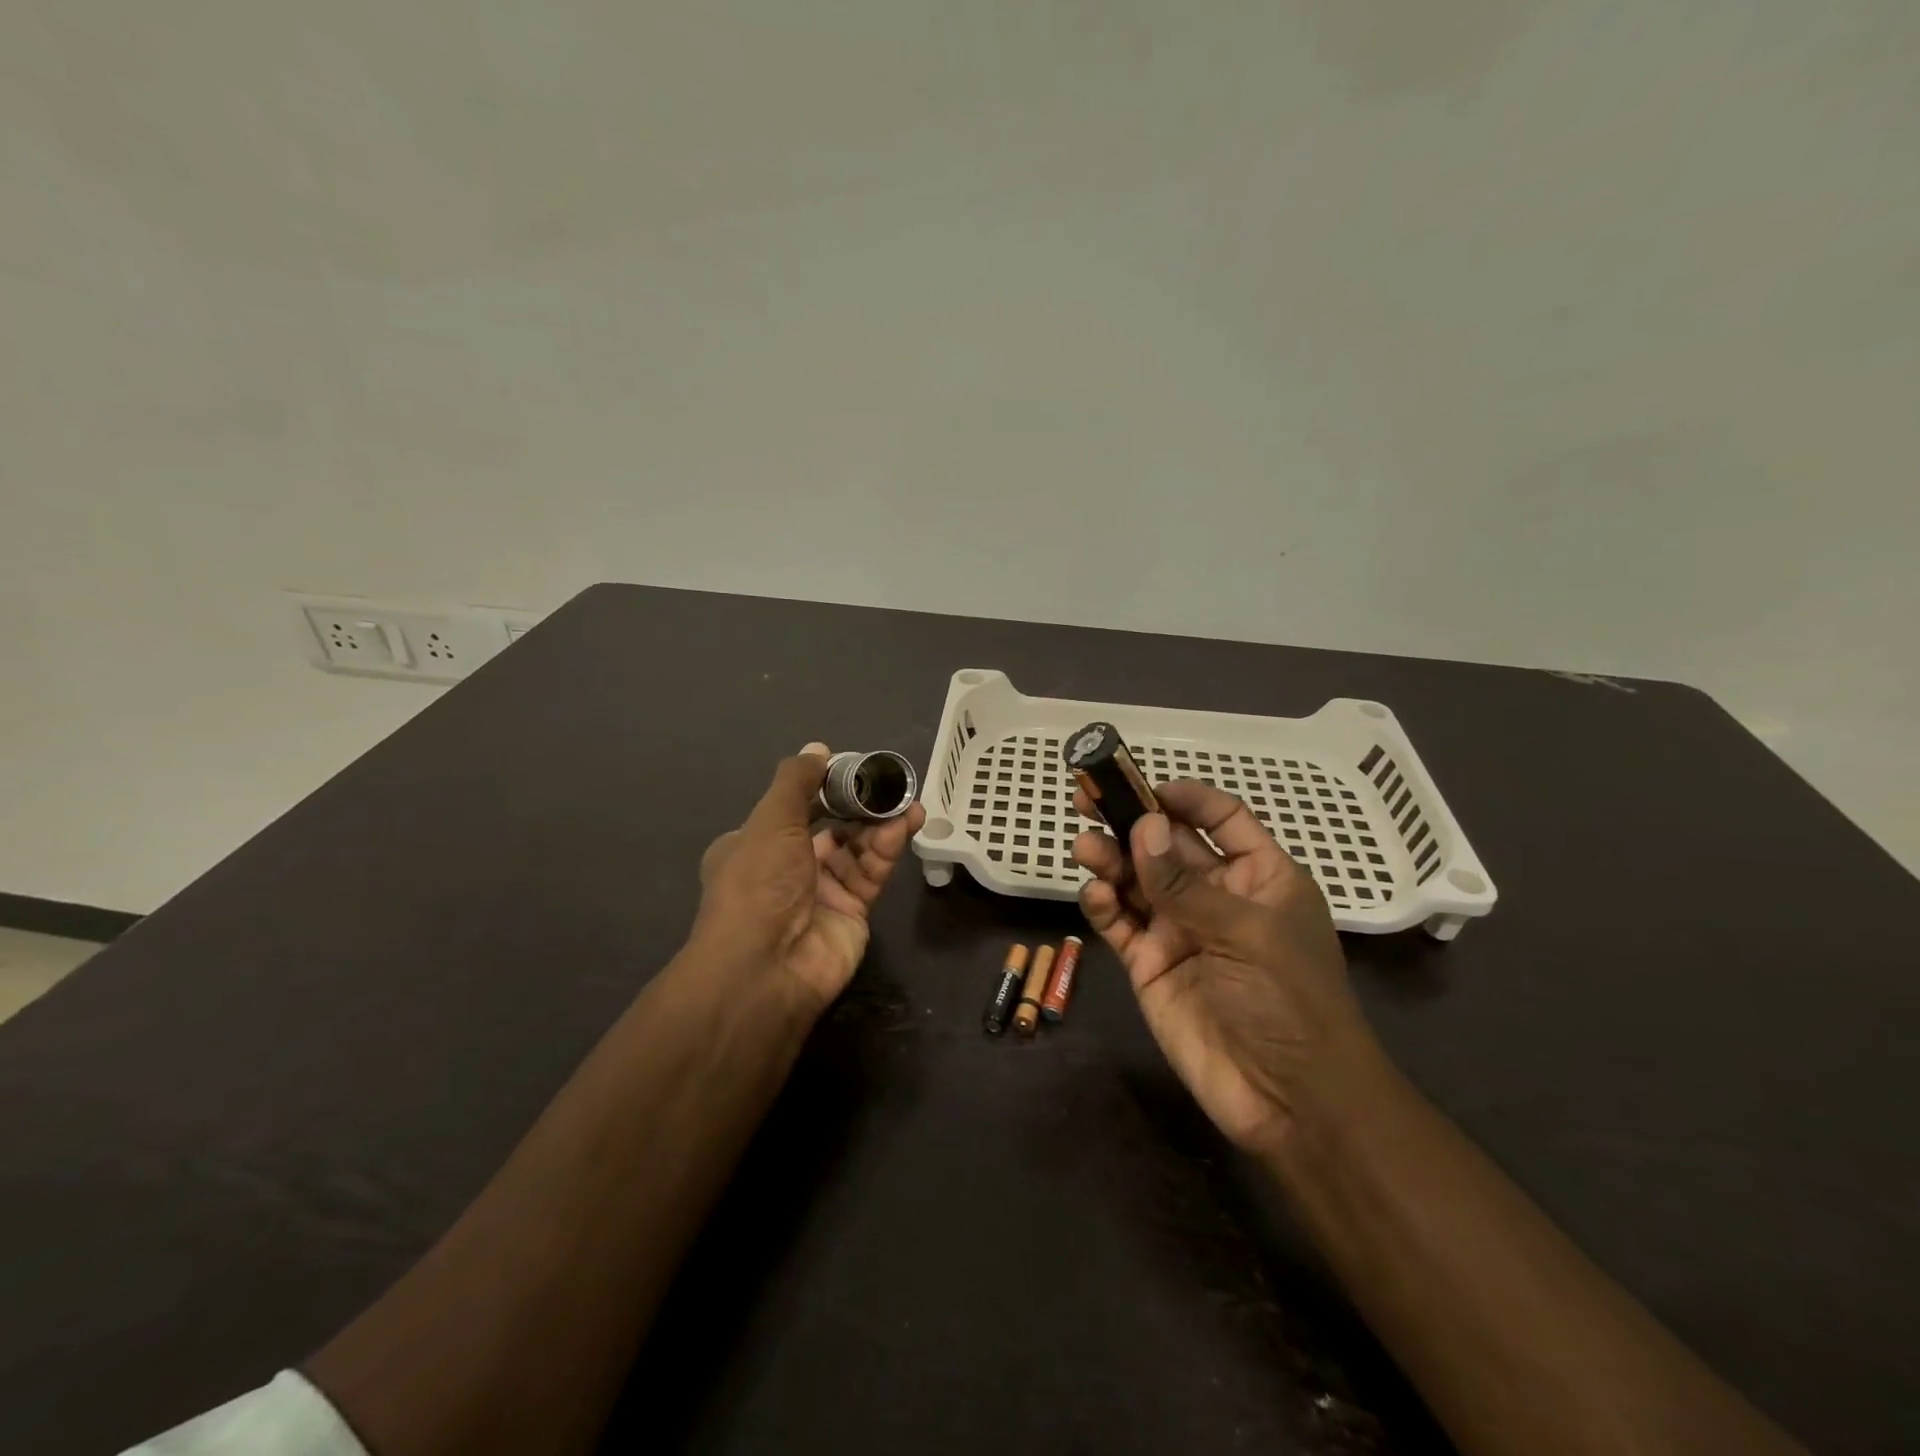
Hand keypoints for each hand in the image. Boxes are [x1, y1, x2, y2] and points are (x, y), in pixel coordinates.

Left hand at [694, 744, 925, 1011]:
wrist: (766, 970)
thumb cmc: (758, 884)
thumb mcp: (771, 821)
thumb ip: (797, 782)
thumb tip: (818, 749)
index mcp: (756, 845)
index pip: (794, 808)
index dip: (822, 787)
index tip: (852, 767)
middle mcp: (787, 868)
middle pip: (831, 826)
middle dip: (858, 804)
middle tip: (888, 782)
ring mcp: (821, 891)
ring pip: (856, 847)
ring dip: (880, 822)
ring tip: (907, 800)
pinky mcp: (853, 911)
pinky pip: (872, 871)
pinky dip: (888, 846)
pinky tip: (907, 824)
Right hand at [1073, 780, 1381, 1156]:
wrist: (1289, 1101)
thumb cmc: (1290, 1002)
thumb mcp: (1246, 933)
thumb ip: (1185, 883)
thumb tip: (1142, 826)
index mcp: (1257, 877)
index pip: (1221, 819)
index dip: (1185, 798)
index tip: (1144, 786)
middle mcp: (1214, 895)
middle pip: (1166, 844)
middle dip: (1129, 820)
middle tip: (1087, 798)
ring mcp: (1178, 929)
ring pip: (1135, 880)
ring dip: (1109, 858)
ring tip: (1085, 847)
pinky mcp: (1148, 964)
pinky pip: (1119, 924)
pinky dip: (1103, 905)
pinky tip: (1096, 896)